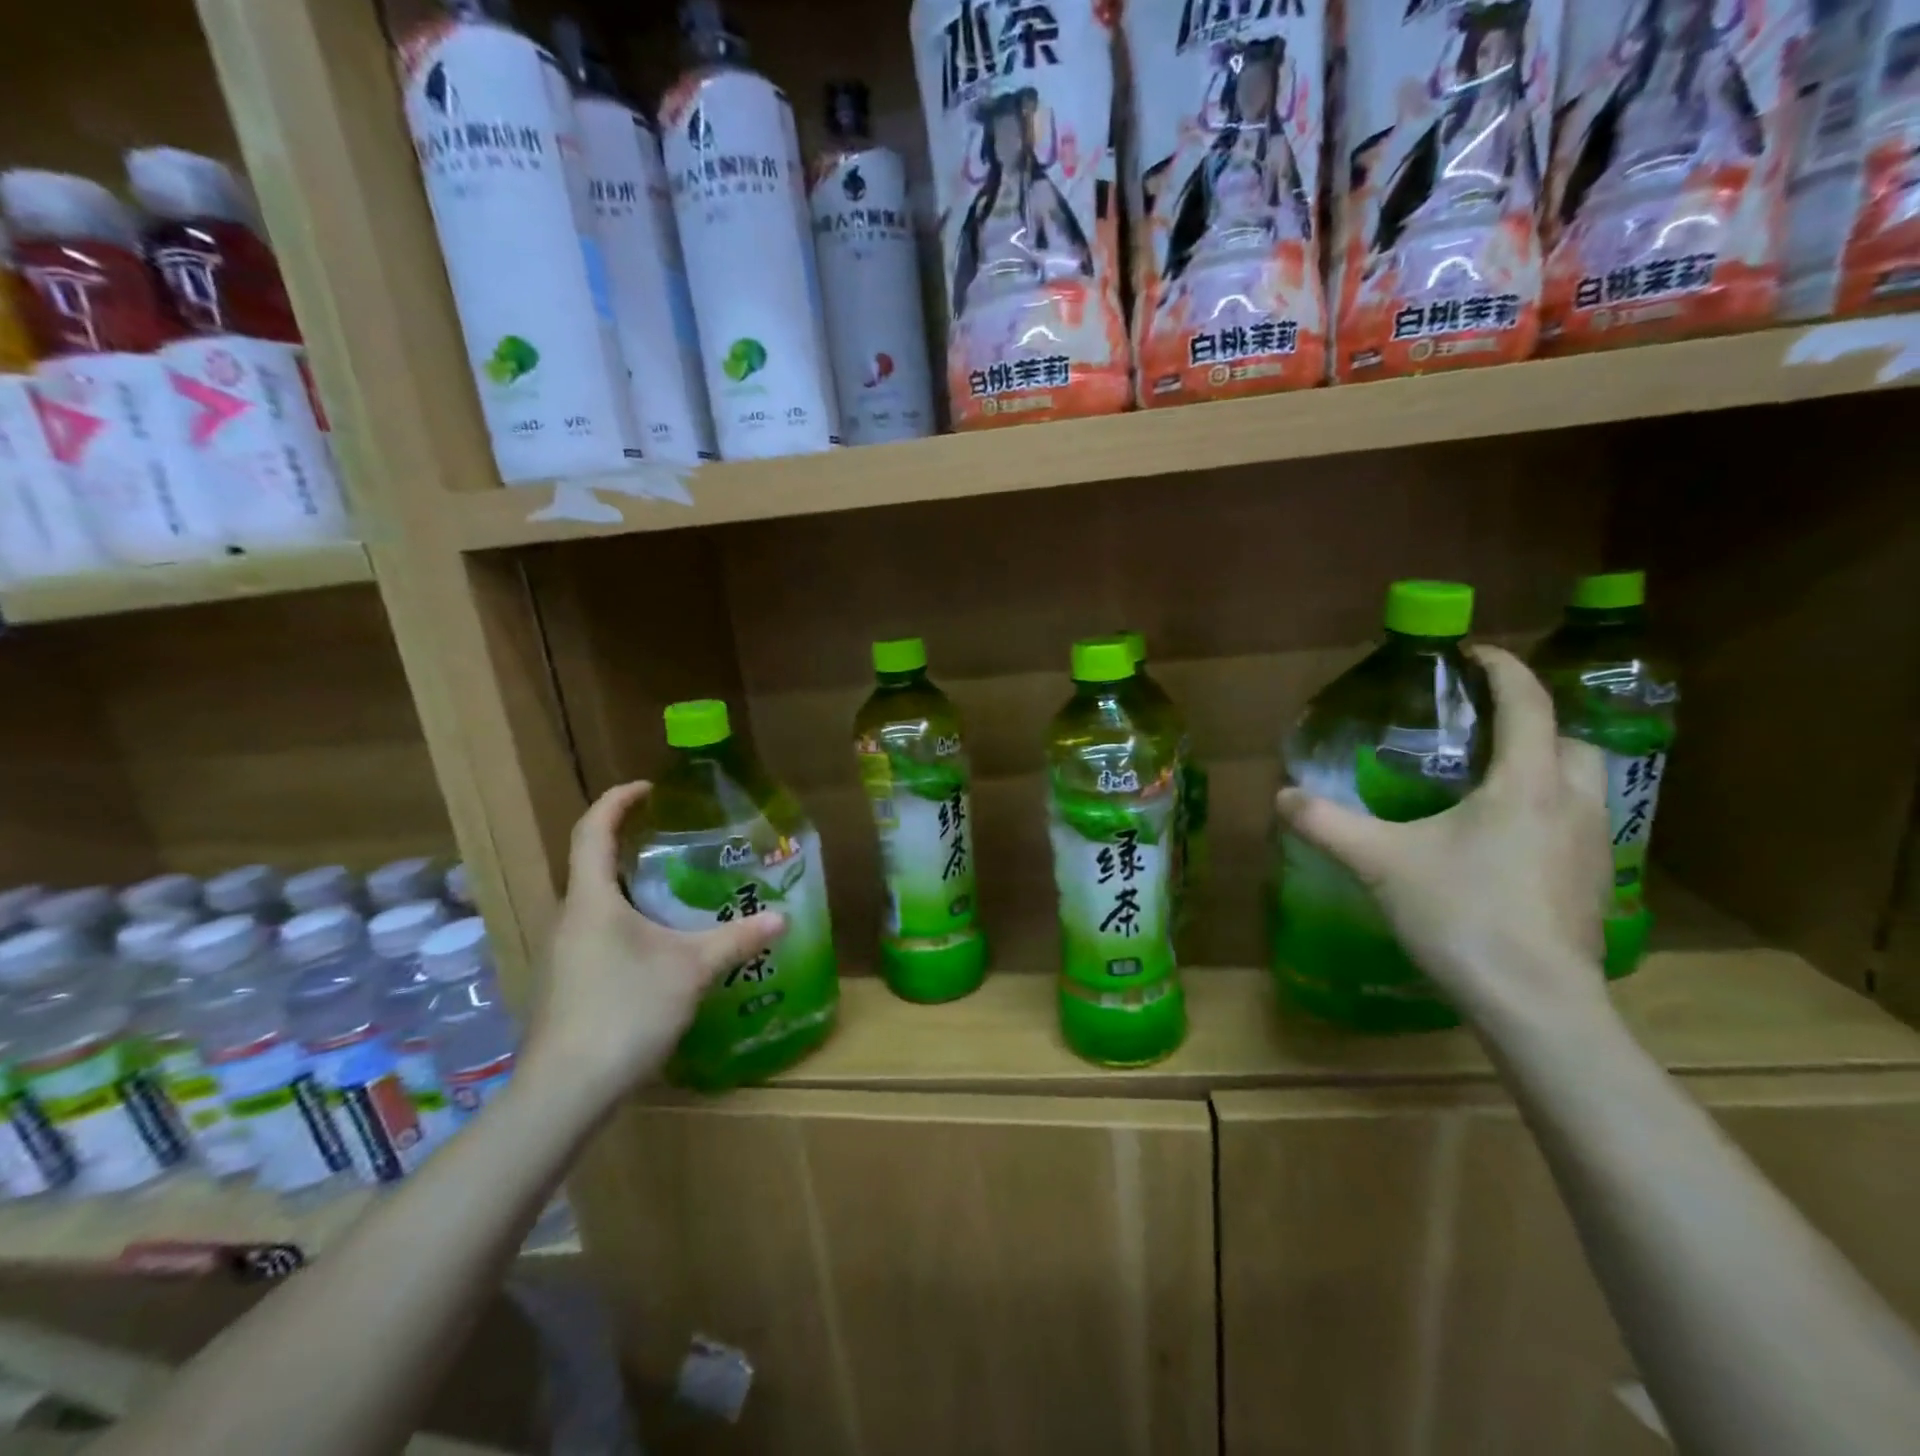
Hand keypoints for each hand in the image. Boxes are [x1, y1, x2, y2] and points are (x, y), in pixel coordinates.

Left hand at [523, 782, 785, 1105]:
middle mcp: (568, 918)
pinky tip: (656, 948)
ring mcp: (561, 954)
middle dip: (627, 845)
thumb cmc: (625, 1011)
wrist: (565, 1092)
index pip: (593, 830)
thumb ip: (735, 939)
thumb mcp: (691, 969)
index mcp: (591, 900)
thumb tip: (781, 918)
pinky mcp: (565, 984)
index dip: (617, 801)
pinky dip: (624, 922)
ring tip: (672, 892)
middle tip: (673, 841)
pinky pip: (595, 934)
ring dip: (627, 888)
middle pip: (591, 865)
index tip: (648, 788)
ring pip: (594, 904)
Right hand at [1275, 646, 1613, 1029]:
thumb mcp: (1380, 863)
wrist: (1535, 1003)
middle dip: (1536, 721)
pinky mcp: (1593, 885)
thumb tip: (1282, 796)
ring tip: (1494, 782)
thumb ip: (1327, 824)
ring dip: (1548, 766)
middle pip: (1572, 740)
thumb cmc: (1461, 915)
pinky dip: (1549, 811)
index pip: (1527, 704)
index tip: (1473, 652)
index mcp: (1524, 784)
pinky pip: (1579, 824)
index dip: (1503, 669)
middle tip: (1485, 729)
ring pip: (1584, 784)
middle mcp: (1570, 804)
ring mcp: (1592, 847)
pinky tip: (1505, 843)